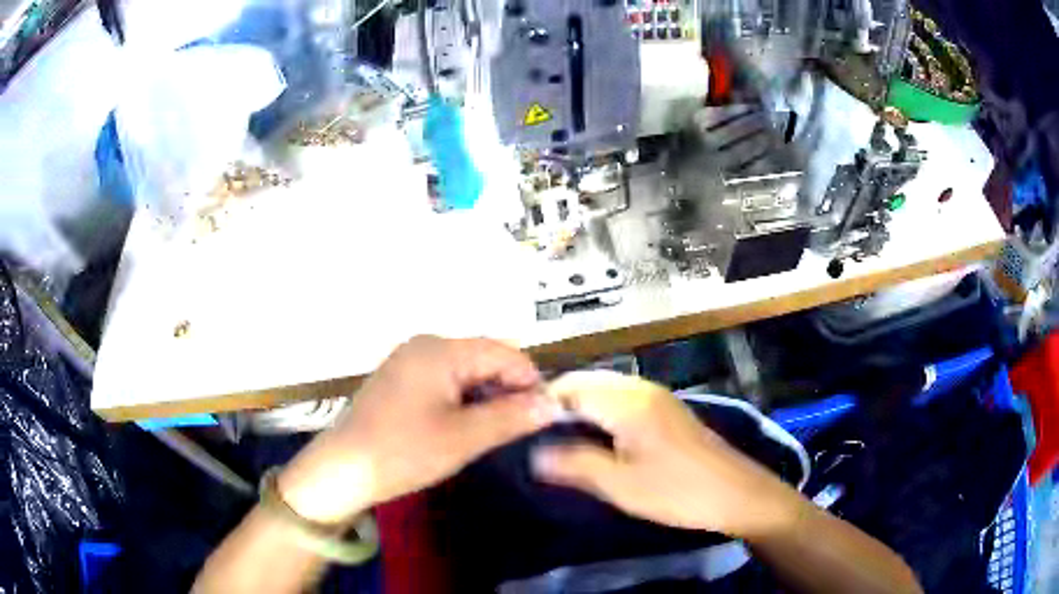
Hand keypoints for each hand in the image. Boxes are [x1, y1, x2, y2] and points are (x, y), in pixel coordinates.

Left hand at [277, 336, 554, 524]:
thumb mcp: (463, 437)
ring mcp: (409, 361)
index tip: (546, 412)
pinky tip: (466, 424)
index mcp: (440, 350)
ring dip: (486, 395)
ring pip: (465, 370)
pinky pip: (445, 380)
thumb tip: (553, 403)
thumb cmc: (403, 451)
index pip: (503, 352)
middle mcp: (424, 345)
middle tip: (522, 425)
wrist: (344, 469)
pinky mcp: (401, 380)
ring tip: (497, 427)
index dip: (529, 379)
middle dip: (508, 388)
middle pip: (483, 357)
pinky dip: (464, 398)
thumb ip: (511, 417)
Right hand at [533, 371, 803, 538]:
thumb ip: (574, 465)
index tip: (522, 434)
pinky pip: (622, 401)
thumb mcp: (620, 485)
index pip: (569, 387)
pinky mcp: (667, 411)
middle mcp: (640, 388)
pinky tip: (599, 443)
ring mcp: (657, 397)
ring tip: (563, 445)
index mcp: (626, 401)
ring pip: (604, 392)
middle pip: (586, 384)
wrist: (737, 495)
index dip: (541, 406)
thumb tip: (533, 454)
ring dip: (580, 412)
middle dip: (559, 408)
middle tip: (539, 442)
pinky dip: (602, 416)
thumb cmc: (677, 491)